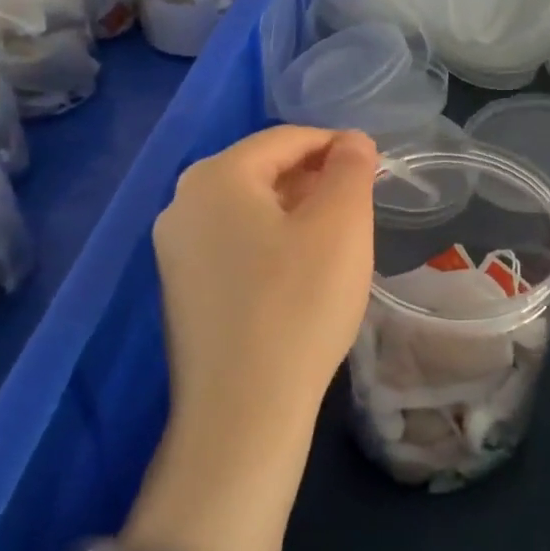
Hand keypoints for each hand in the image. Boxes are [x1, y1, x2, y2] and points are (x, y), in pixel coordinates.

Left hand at [152, 125, 377, 464]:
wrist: (242, 412)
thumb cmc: (299, 304)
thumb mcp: (341, 225)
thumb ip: (351, 169)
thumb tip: (352, 141)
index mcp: (216, 176)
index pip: (286, 138)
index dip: (335, 145)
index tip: (375, 166)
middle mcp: (182, 202)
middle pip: (262, 169)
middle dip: (314, 177)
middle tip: (359, 202)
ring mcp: (174, 249)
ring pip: (246, 207)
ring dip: (294, 208)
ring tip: (335, 234)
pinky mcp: (181, 288)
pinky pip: (232, 242)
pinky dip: (270, 240)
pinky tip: (298, 270)